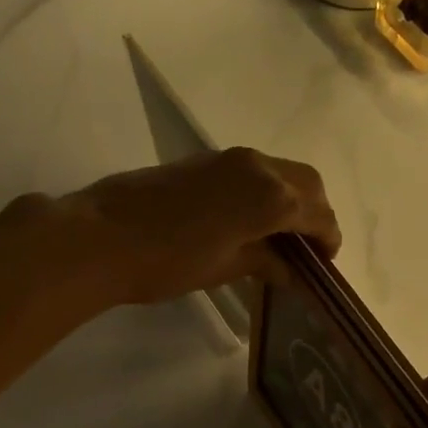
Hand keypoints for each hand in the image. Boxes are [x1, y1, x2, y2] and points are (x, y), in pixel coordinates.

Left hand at [64, 148, 341, 305]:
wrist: (100, 236)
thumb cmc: (167, 261)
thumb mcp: (224, 268)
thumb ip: (264, 261)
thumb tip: (288, 268)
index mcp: (270, 196)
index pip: (317, 213)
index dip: (327, 238)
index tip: (324, 263)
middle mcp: (257, 167)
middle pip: (306, 182)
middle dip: (315, 212)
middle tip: (308, 247)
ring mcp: (228, 158)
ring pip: (279, 171)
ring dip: (290, 198)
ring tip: (280, 235)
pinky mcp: (204, 160)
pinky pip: (253, 170)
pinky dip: (265, 191)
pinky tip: (249, 220)